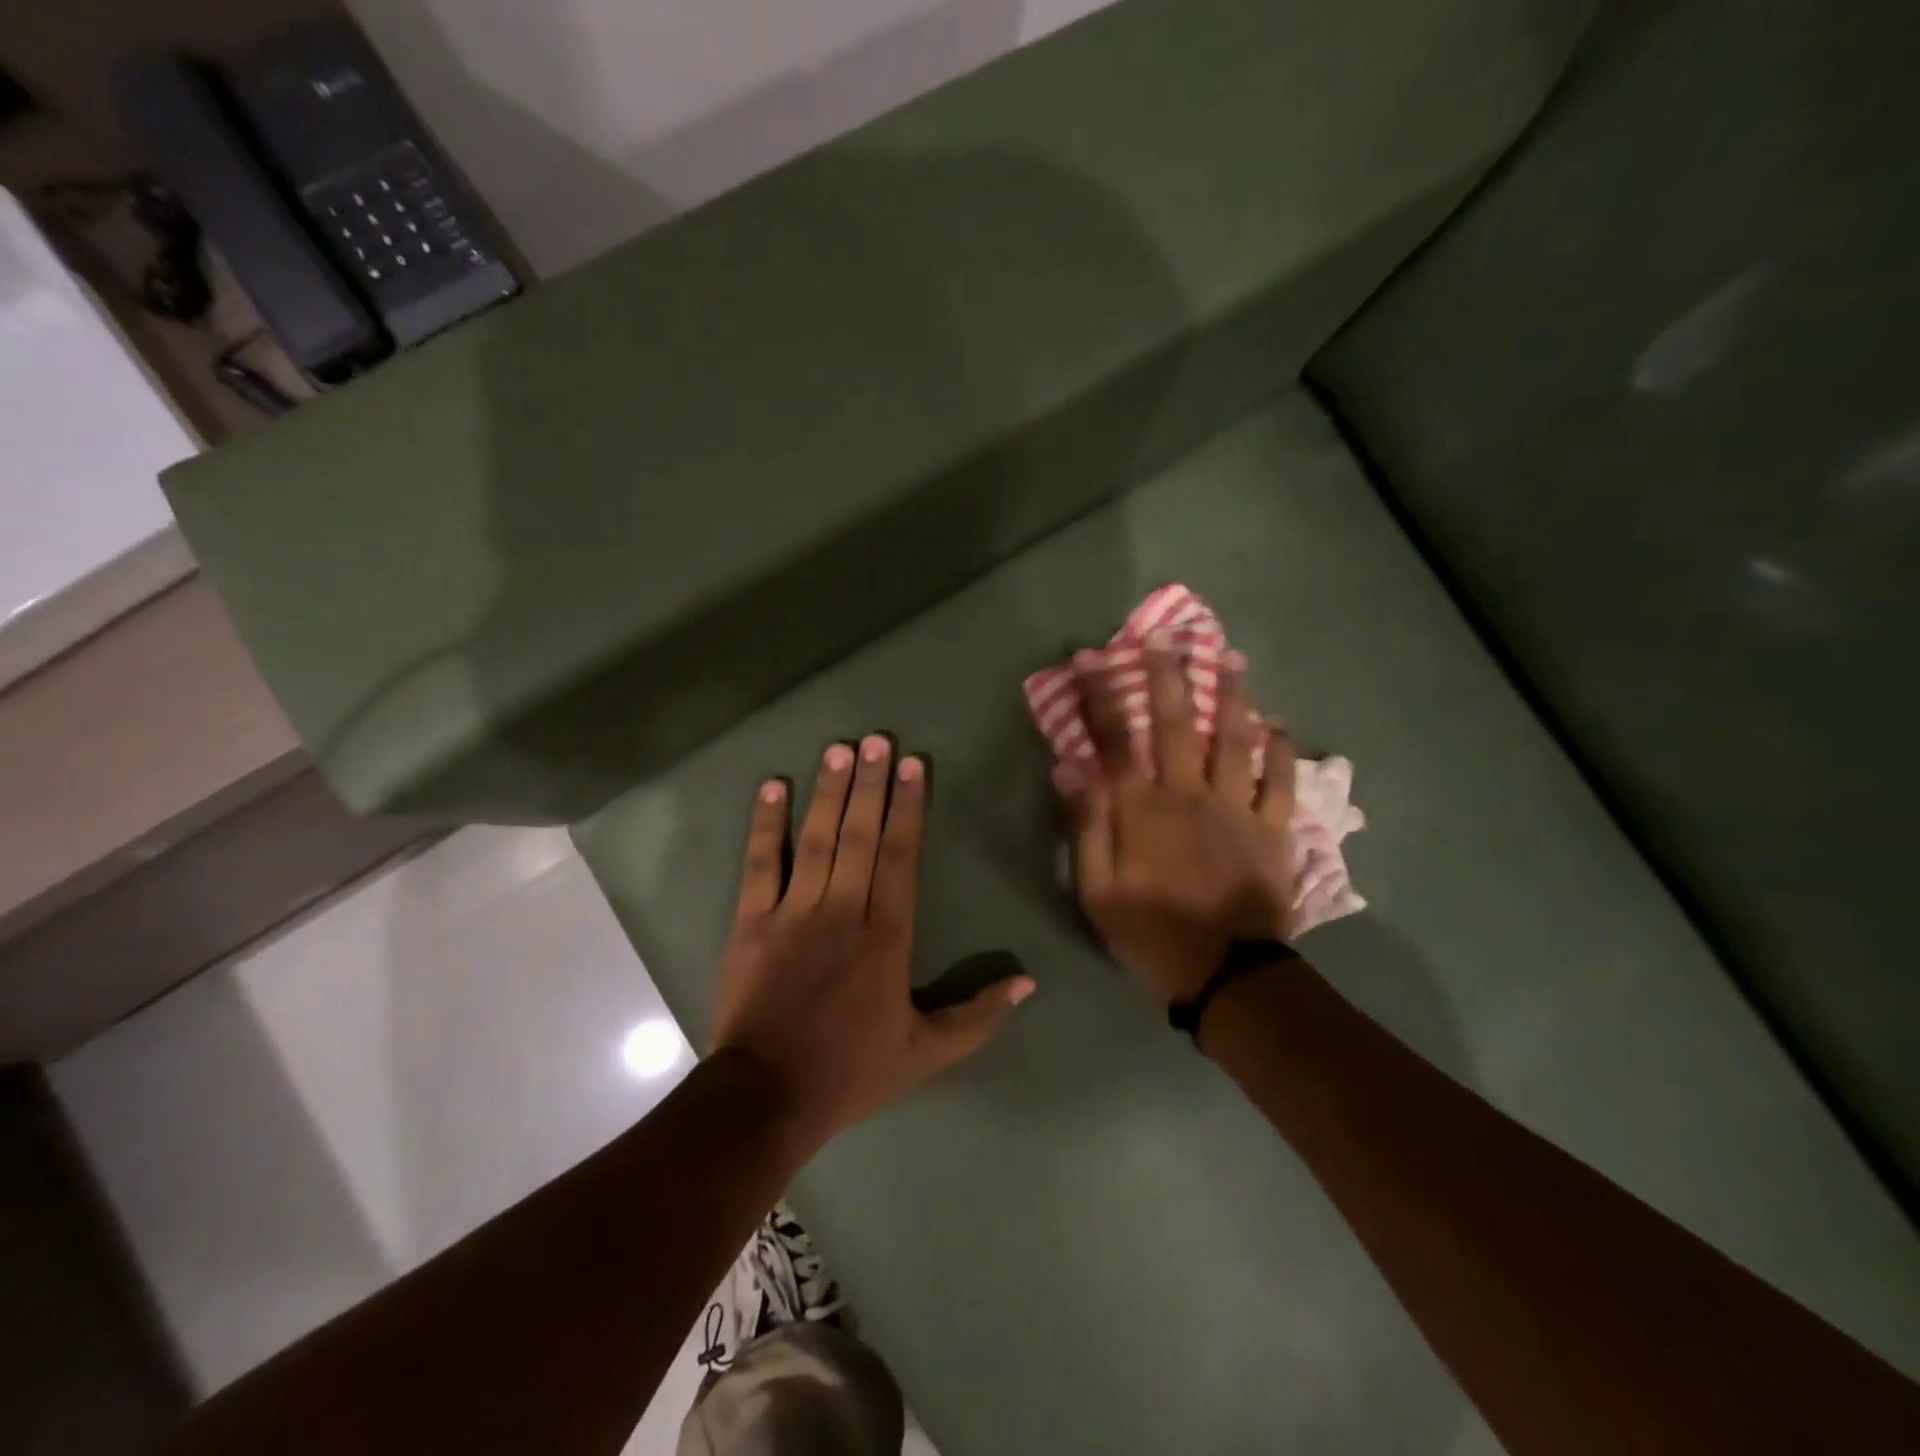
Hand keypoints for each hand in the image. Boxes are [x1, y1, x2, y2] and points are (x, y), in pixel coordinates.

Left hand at [711, 735, 1035, 1146]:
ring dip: (829, 791)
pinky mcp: (752, 922)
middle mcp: (844, 911)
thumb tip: (1028, 983)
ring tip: (840, 749)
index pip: (901, 858)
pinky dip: (766, 825)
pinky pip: (760, 864)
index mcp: (886, 937)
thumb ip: (979, 1017)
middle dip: (871, 784)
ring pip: (817, 839)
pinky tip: (773, 788)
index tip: (913, 766)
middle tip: (878, 739)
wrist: (768, 1097)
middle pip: (861, 835)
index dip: (908, 808)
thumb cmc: (851, 1071)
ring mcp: (794, 912)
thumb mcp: (926, 1053)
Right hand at [1060, 650, 1295, 1004]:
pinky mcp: (1272, 830)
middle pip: (1176, 725)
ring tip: (1231, 661)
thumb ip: (1085, 826)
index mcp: (1141, 810)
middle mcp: (1187, 795)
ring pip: (1234, 741)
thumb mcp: (1096, 889)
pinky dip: (1282, 752)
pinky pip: (1281, 783)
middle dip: (1168, 677)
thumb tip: (1068, 768)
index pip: (1114, 741)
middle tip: (1168, 638)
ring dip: (1231, 698)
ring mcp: (1236, 809)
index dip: (1100, 696)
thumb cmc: (1150, 932)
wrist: (1225, 975)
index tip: (1091, 658)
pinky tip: (1279, 727)